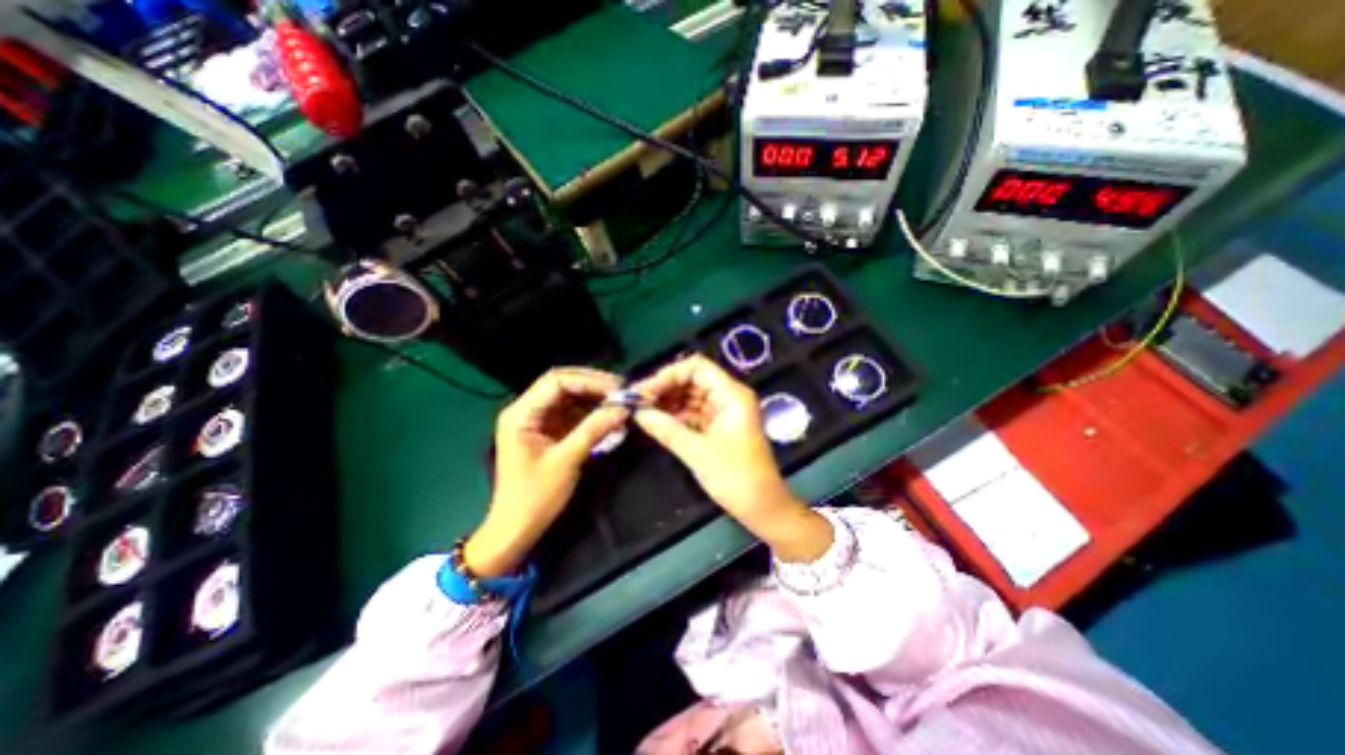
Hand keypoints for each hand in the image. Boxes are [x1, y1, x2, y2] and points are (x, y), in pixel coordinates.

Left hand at [465, 368, 627, 575]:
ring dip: (593, 397)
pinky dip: (590, 412)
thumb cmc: (536, 496)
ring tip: (619, 401)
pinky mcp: (547, 431)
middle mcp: (526, 410)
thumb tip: (622, 408)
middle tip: (621, 391)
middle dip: (592, 385)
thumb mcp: (567, 460)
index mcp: (521, 414)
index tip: (617, 389)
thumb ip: (594, 429)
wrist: (516, 529)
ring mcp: (536, 420)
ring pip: (568, 397)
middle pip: (562, 384)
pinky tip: (608, 415)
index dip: (588, 381)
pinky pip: (571, 413)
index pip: (557, 381)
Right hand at [630, 353, 831, 561]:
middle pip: (693, 380)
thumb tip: (638, 413)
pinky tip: (657, 422)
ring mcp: (725, 412)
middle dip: (665, 388)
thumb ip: (666, 429)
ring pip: (692, 396)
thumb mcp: (697, 452)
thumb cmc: (735, 477)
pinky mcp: (720, 427)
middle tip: (638, 402)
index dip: (668, 375)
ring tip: (643, 412)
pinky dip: (677, 416)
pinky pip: (695, 413)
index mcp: (732, 395)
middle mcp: (729, 397)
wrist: (763, 508)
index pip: (697, 367)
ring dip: (669, 402)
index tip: (645, 391)